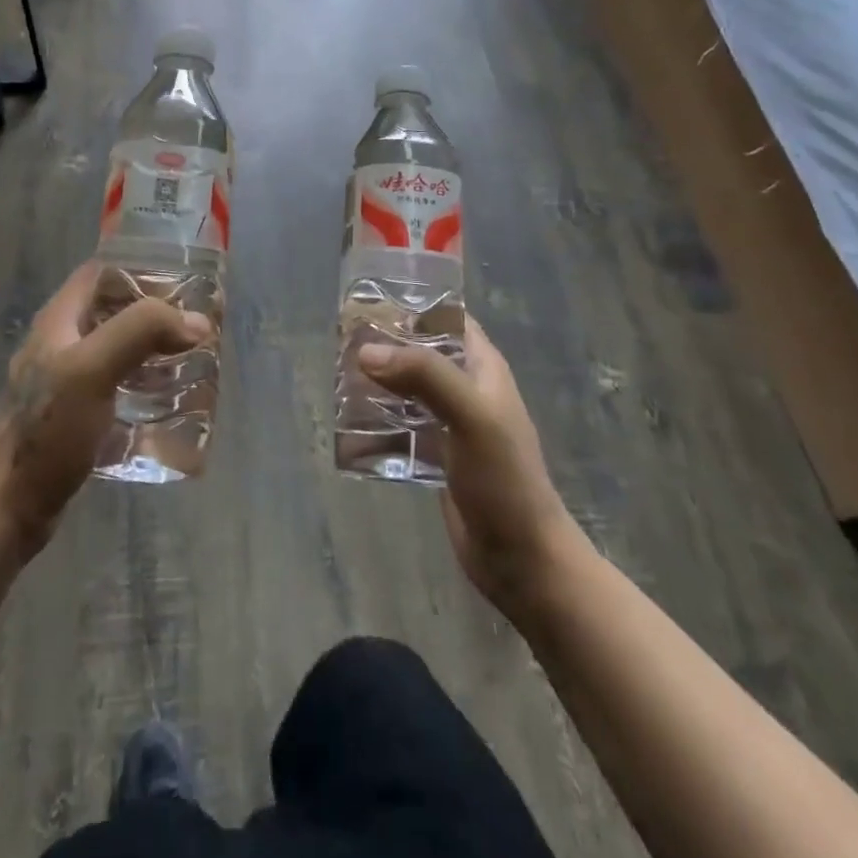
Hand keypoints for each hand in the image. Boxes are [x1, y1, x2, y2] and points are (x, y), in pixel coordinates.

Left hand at [0, 261, 210, 557]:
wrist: (8, 507)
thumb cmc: (47, 431)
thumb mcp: (92, 369)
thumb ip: (141, 332)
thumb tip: (197, 322)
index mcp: (60, 319)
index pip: (102, 272)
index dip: (141, 268)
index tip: (185, 282)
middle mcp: (62, 341)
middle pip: (115, 309)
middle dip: (156, 312)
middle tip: (199, 324)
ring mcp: (67, 379)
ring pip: (119, 347)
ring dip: (154, 348)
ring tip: (194, 358)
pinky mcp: (76, 414)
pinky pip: (118, 383)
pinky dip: (145, 383)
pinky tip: (170, 399)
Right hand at [359, 319, 585, 621]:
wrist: (521, 558)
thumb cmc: (503, 479)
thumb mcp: (471, 416)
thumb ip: (424, 376)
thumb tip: (366, 352)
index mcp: (482, 367)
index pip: (447, 318)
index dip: (413, 304)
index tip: (369, 299)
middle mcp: (465, 388)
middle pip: (419, 352)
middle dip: (384, 345)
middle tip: (340, 341)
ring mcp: (449, 422)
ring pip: (405, 388)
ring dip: (376, 382)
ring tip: (337, 377)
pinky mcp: (435, 454)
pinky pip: (400, 425)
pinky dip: (376, 420)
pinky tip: (348, 423)